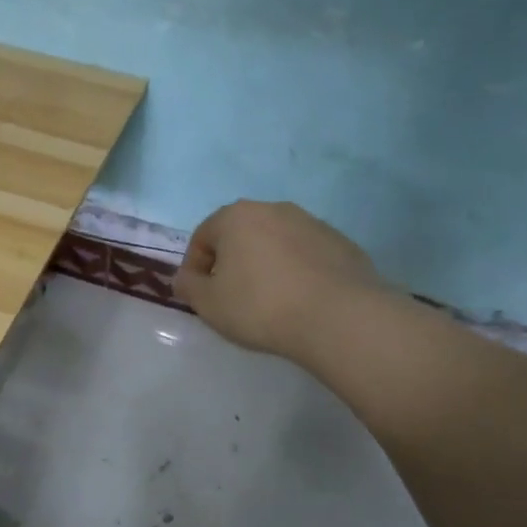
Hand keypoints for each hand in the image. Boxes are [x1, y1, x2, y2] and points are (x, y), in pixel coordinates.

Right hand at [174, 200, 385, 360]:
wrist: (339, 317)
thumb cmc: (260, 306)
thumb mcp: (208, 304)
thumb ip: (188, 286)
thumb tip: (185, 278)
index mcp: (236, 216)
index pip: (202, 237)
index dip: (194, 268)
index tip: (198, 296)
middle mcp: (274, 209)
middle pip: (240, 235)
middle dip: (231, 262)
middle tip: (231, 298)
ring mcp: (312, 223)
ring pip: (275, 243)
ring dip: (265, 265)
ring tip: (269, 302)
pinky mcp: (342, 243)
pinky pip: (306, 256)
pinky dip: (297, 272)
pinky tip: (300, 301)